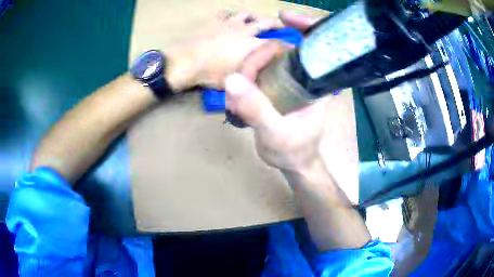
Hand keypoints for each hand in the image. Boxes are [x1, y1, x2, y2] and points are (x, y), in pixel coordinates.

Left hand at [166, 11, 280, 90]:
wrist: (186, 62)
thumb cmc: (211, 74)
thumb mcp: (235, 81)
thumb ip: (249, 78)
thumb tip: (259, 80)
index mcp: (252, 46)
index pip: (276, 43)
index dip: (286, 44)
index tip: (292, 45)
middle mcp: (245, 31)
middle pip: (265, 22)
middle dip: (275, 24)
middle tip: (278, 27)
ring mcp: (229, 23)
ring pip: (246, 14)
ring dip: (253, 17)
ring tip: (254, 20)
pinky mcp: (214, 21)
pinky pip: (225, 13)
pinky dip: (229, 15)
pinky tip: (229, 17)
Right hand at [225, 12, 324, 172]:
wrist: (293, 162)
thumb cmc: (294, 150)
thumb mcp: (275, 134)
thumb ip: (256, 109)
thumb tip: (232, 80)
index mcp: (316, 82)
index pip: (316, 45)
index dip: (305, 25)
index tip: (283, 17)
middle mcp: (304, 75)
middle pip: (279, 49)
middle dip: (255, 60)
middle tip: (238, 85)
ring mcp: (288, 79)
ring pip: (264, 59)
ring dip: (245, 72)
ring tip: (235, 100)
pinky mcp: (275, 85)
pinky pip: (257, 71)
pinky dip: (243, 79)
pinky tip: (236, 97)